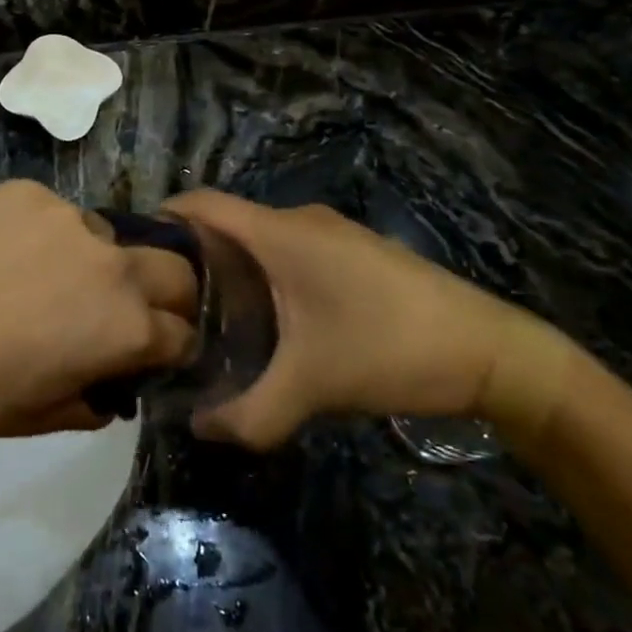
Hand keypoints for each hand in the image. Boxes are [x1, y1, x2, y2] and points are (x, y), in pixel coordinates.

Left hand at [0, 181, 197, 439]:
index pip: (182, 332)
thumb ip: (95, 399)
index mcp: (128, 326)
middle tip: (124, 307)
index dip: (170, 346)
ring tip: (45, 275)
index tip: (153, 349)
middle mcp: (115, 264)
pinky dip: (44, 232)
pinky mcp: (30, 192)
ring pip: (107, 235)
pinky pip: (55, 211)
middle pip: (175, 269)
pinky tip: (5, 252)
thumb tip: (109, 387)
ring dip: (95, 258)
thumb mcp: (47, 416)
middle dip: (166, 292)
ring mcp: (71, 219)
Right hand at [162, 192, 576, 450]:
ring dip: (234, 270)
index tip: (139, 256)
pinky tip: (272, 323)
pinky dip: (267, 276)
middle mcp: (300, 221)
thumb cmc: (390, 350)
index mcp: (280, 234)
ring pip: (261, 240)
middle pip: (228, 224)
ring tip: (212, 319)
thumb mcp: (313, 387)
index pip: (203, 203)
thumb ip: (249, 413)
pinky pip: (291, 252)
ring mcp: (331, 234)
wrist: (492, 352)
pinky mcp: (354, 253)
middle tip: (169, 305)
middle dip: (195, 258)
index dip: (165, 218)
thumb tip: (200, 428)